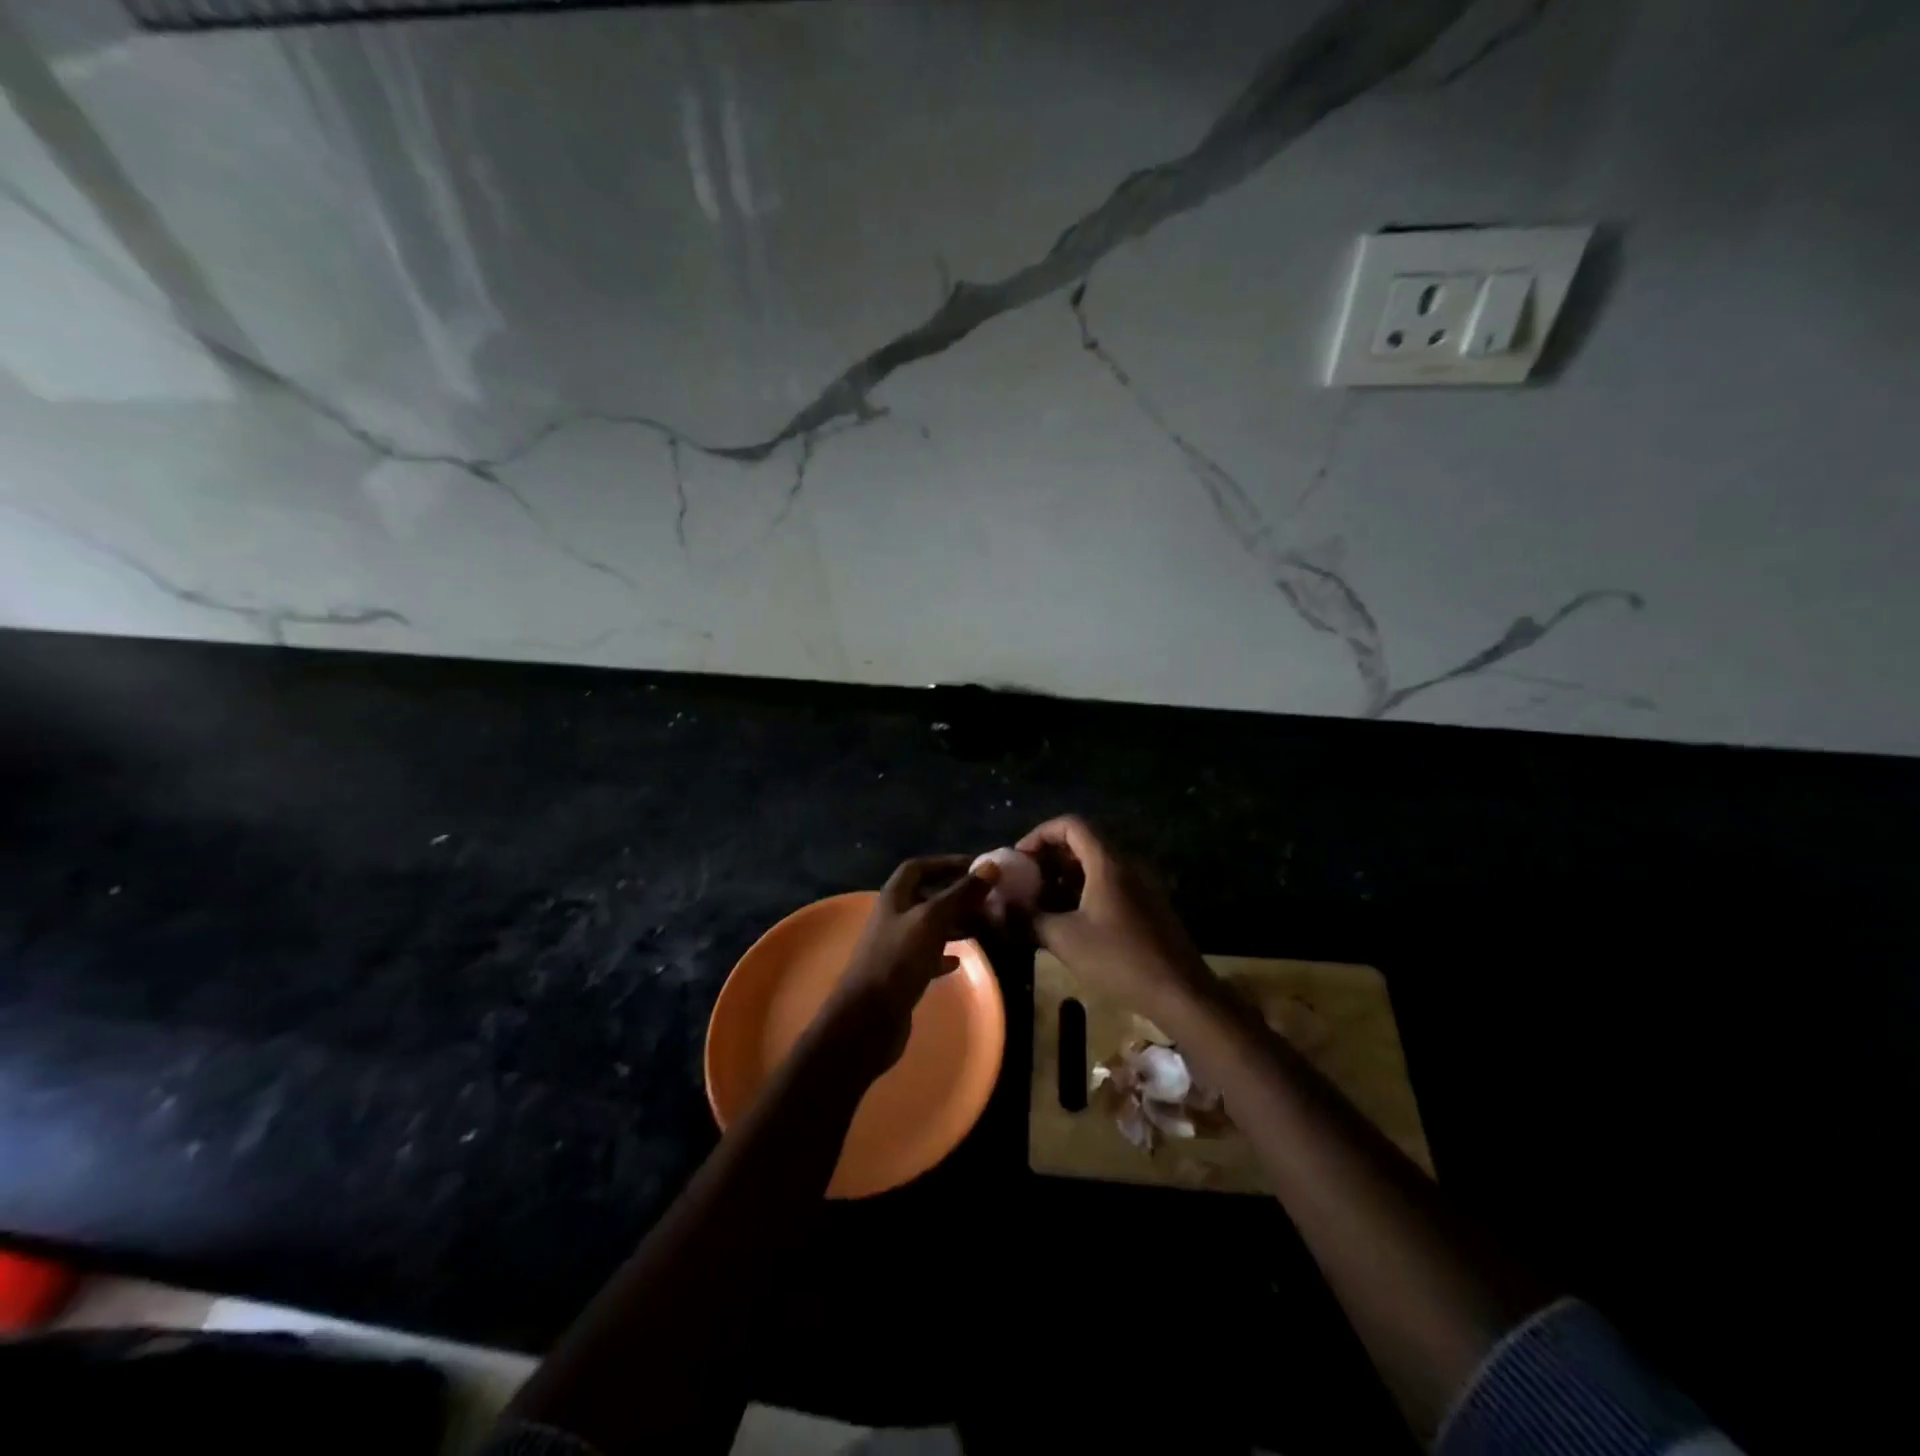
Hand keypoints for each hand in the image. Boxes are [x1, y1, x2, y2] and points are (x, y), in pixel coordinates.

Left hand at [822, 855, 999, 1074]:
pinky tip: (959, 960)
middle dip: (956, 895)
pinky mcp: (902, 974)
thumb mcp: (933, 920)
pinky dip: (945, 954)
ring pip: (929, 926)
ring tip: (983, 926)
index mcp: (894, 897)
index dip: (946, 863)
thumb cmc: (899, 960)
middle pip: (926, 896)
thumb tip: (991, 866)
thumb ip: (961, 893)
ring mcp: (896, 947)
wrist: (869, 1018)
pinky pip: (927, 955)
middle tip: (988, 899)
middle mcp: (893, 917)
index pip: (919, 867)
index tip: (976, 867)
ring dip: (954, 923)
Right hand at [1015, 815, 1212, 1021]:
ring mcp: (1142, 884)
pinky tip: (1070, 920)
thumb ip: (1029, 919)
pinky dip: (1085, 891)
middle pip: (1083, 843)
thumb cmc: (1119, 960)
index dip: (1040, 834)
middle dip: (1050, 858)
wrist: (1180, 993)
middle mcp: (1127, 864)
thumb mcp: (1064, 939)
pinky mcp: (1148, 905)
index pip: (1070, 824)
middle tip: (1026, 882)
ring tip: (1041, 903)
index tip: (1020, 858)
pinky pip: (1111, 884)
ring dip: (1066, 877)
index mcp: (1108, 862)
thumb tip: (1001, 909)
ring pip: (1097, 866)